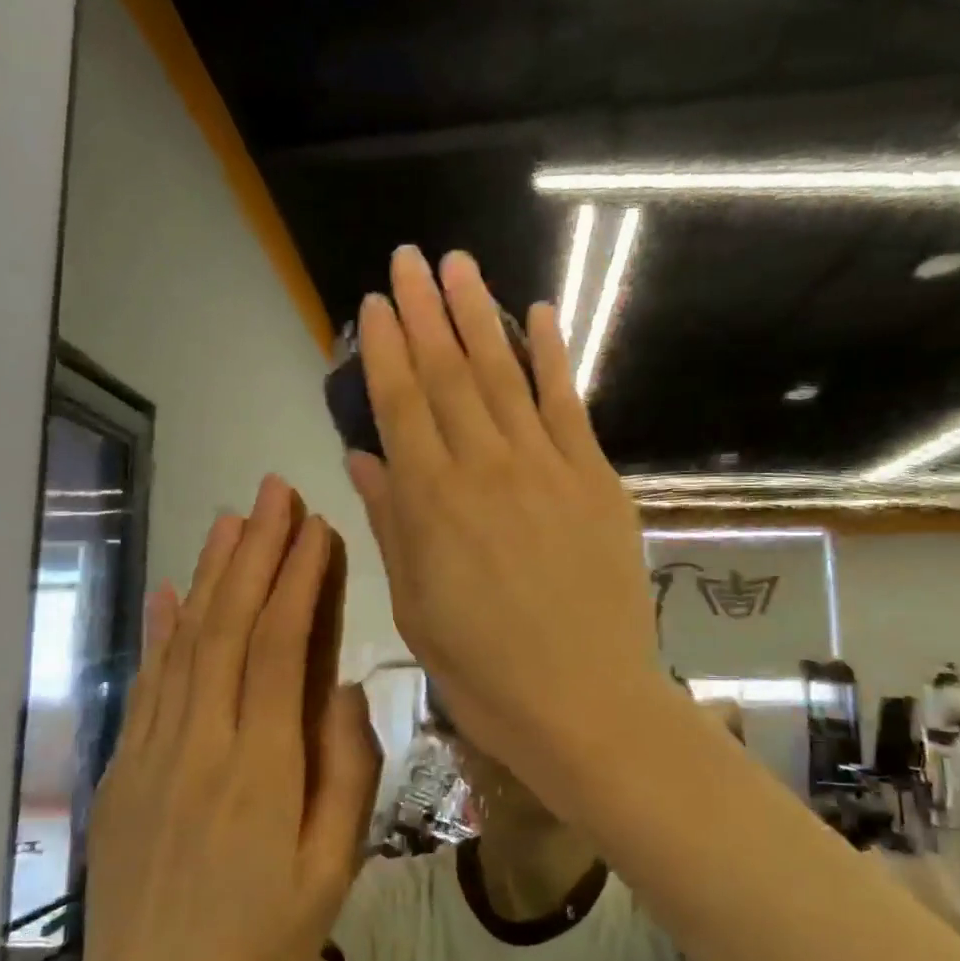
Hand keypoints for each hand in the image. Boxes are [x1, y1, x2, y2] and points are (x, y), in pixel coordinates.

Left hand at [71, 477, 379, 960]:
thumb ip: (346, 771)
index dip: (296, 578)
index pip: (279, 645)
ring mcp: (154, 750)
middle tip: (273, 492)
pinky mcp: (125, 768)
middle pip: (228, 625)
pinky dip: (162, 630)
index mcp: (261, 765)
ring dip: (211, 574)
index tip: (313, 526)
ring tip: (232, 520)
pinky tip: (172, 591)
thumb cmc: (258, 942)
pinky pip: (147, 682)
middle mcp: (203, 740)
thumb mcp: (331, 868)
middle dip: (254, 551)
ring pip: (186, 641)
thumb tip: (345, 689)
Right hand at [344, 245, 664, 794]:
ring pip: (505, 376)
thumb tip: (364, 458)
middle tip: (409, 258)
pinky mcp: (596, 480)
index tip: (372, 304)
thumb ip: (391, 524)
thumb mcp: (417, 607)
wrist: (585, 702)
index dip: (383, 350)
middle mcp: (485, 469)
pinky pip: (569, 405)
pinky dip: (552, 356)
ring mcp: (547, 469)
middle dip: (425, 312)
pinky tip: (538, 315)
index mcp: (431, 504)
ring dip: (479, 316)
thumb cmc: (485, 671)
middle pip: (449, 375)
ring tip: (460, 266)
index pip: (401, 406)